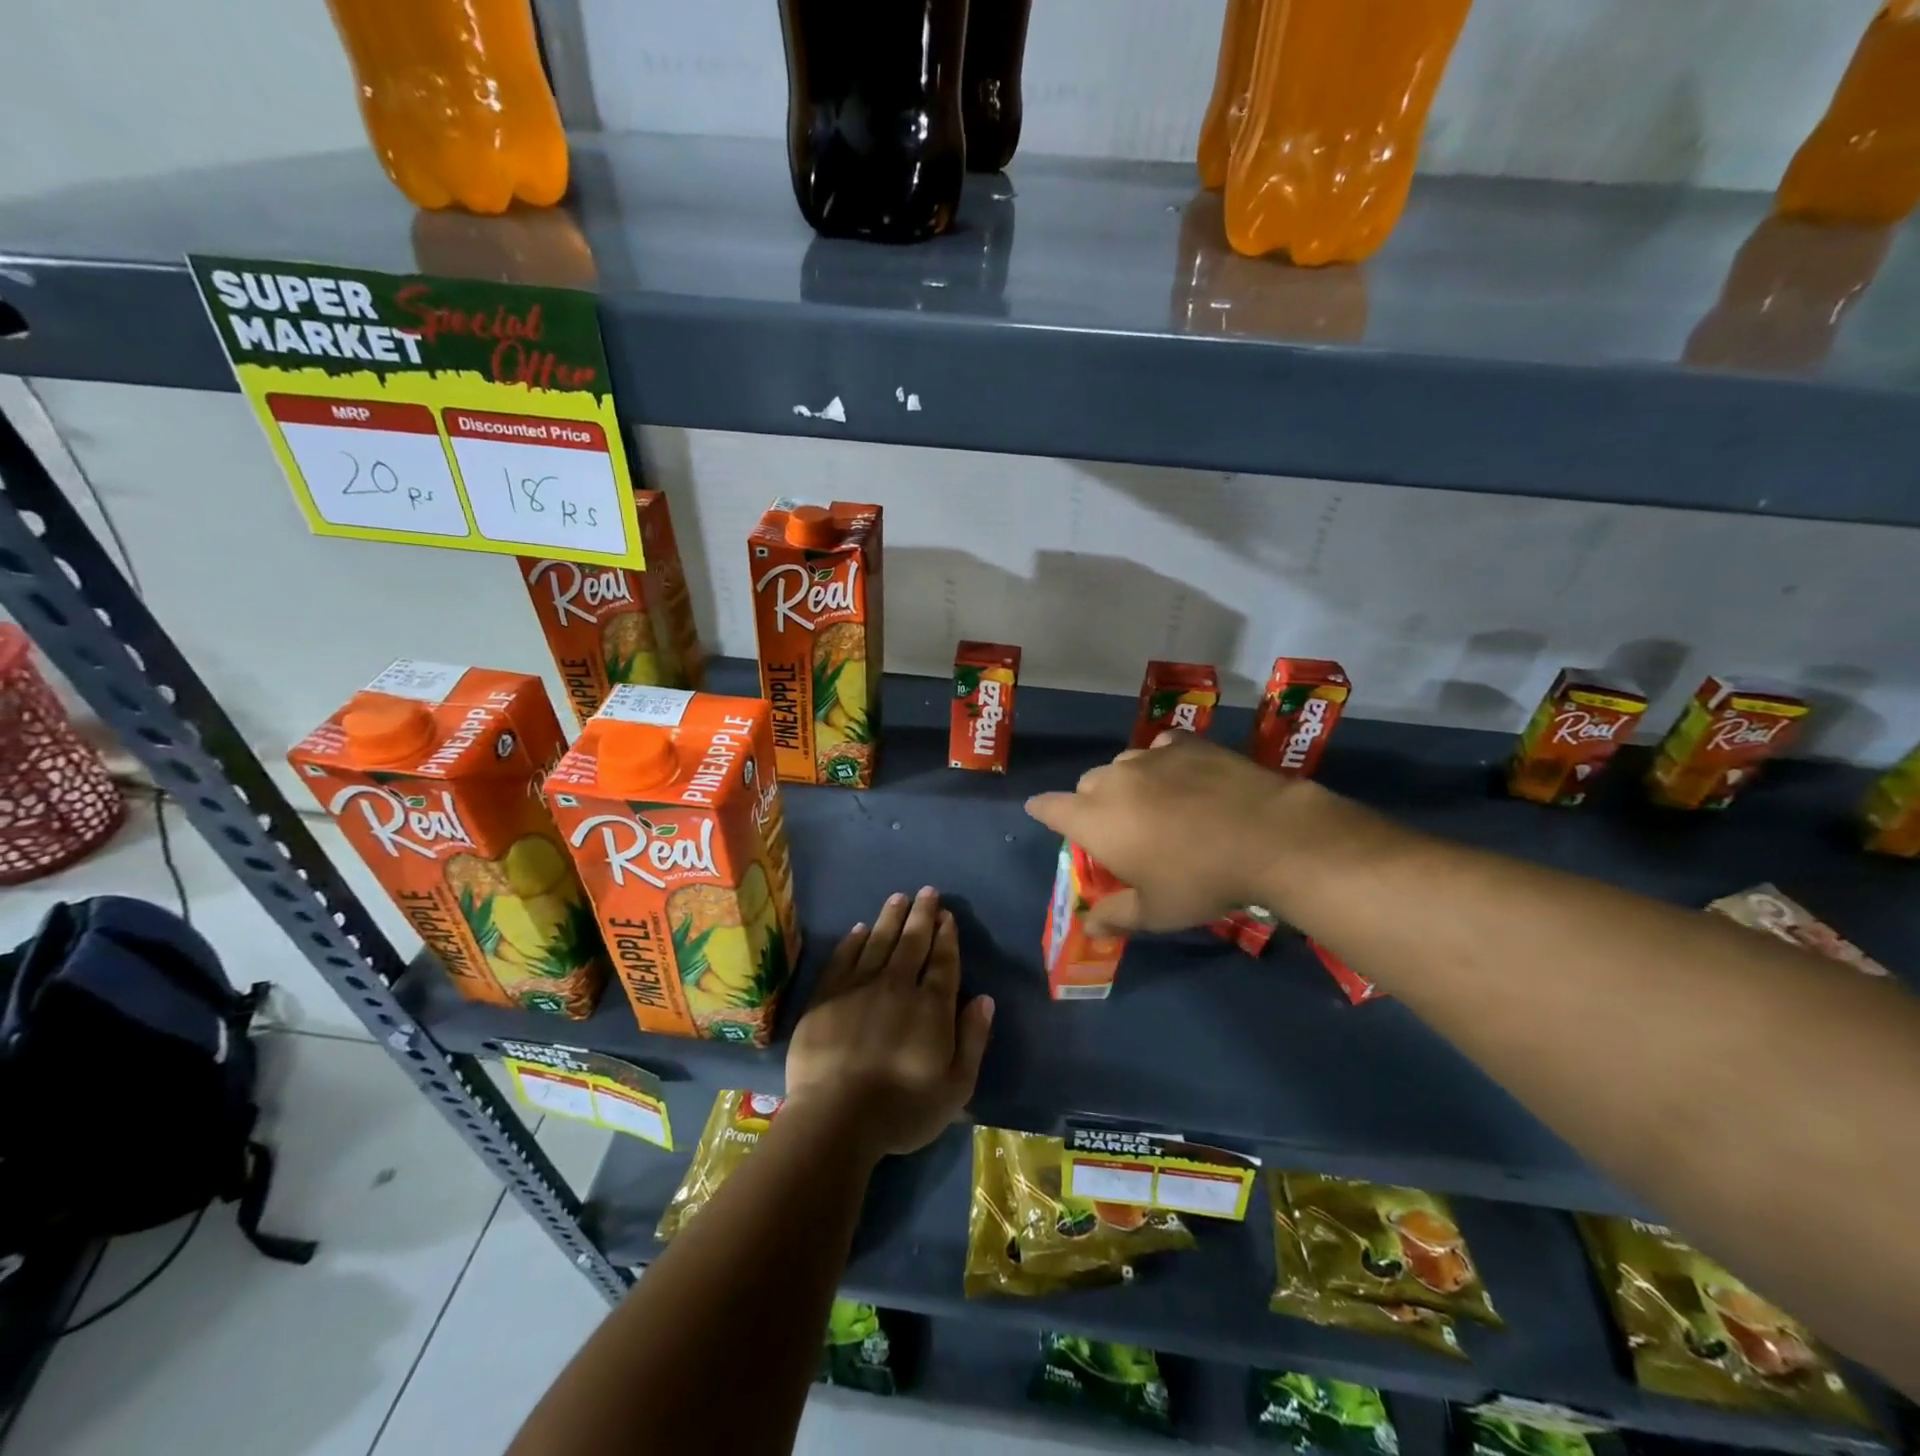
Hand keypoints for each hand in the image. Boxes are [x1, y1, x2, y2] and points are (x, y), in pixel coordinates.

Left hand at [786, 887, 994, 1160]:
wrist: (835, 1117)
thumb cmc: (902, 1109)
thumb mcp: (955, 1086)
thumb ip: (973, 1039)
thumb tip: (985, 999)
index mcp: (931, 1006)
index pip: (943, 961)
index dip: (946, 936)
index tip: (947, 915)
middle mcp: (897, 986)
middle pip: (912, 942)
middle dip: (922, 915)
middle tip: (927, 892)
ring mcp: (859, 987)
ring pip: (878, 941)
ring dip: (890, 918)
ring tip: (898, 897)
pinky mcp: (826, 996)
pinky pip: (843, 958)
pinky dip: (853, 941)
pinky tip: (859, 929)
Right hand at [1025, 732, 1305, 932]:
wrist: (1267, 836)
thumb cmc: (1200, 880)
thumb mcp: (1155, 911)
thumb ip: (1116, 915)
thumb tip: (1090, 928)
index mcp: (1095, 819)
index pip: (1050, 808)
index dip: (1042, 810)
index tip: (1039, 811)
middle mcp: (1113, 780)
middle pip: (1087, 785)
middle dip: (1091, 804)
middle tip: (1117, 829)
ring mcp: (1149, 757)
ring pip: (1122, 765)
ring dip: (1126, 783)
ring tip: (1153, 804)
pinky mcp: (1185, 744)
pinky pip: (1159, 749)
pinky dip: (1161, 762)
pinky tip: (1181, 778)